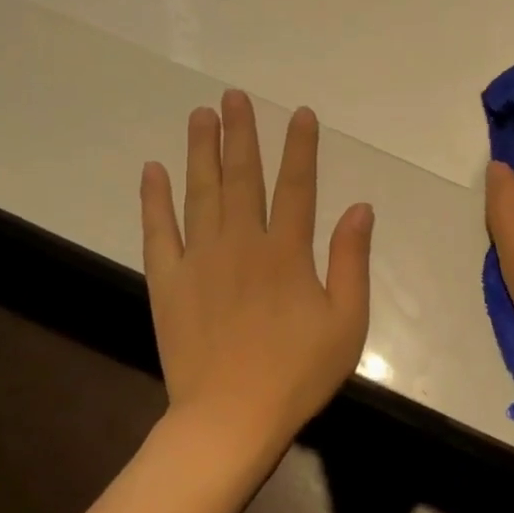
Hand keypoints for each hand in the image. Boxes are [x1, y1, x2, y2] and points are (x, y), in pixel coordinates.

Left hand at [141, 90, 372, 451]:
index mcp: (287, 252)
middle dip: (241, 133)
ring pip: (201, 193)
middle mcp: (242, 243)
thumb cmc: (298, 372)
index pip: (297, 186)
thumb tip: (361, 207)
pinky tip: (152, 170)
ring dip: (200, 151)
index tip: (299, 113)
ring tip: (200, 116)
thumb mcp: (346, 321)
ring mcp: (200, 260)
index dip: (300, 147)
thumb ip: (352, 260)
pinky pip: (158, 231)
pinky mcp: (168, 281)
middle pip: (243, 177)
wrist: (230, 417)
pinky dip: (154, 199)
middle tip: (234, 96)